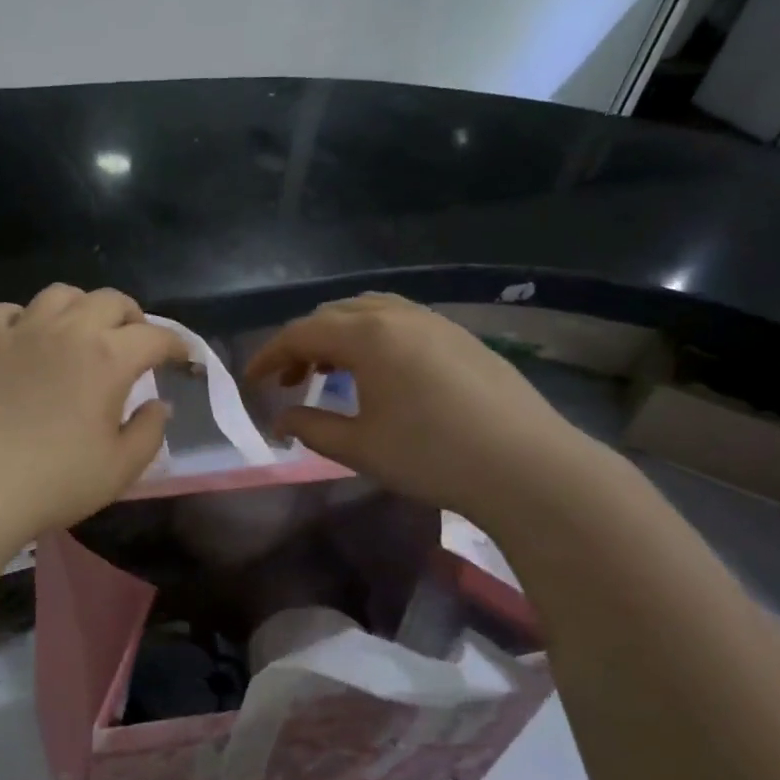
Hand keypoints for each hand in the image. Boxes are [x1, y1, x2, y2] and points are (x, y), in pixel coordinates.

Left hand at [0, 285, 185, 545]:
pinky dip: (25, 318)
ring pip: (60, 294)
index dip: (176, 345)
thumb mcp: (121, 468)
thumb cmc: (56, 482)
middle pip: (111, 300)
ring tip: (83, 332)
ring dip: (82, 308)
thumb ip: (150, 431)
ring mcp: (22, 331)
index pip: (155, 337)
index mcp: (109, 358)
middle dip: (133, 318)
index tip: (183, 359)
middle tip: (135, 344)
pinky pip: (7, 310)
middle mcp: (68, 331)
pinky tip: (27, 339)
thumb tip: (158, 404)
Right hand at [244, 293, 598, 524]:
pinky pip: (401, 322)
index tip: (251, 381)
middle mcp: (399, 316)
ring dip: (339, 337)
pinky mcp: (462, 338)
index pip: (301, 333)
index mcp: (368, 336)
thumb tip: (281, 420)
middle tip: (289, 381)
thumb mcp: (360, 448)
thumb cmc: (432, 456)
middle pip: (334, 315)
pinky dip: (373, 339)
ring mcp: (437, 323)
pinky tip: (380, 375)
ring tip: (331, 373)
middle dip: (302, 344)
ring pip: (370, 312)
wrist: (528, 467)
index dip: (269, 355)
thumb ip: (311, 428)